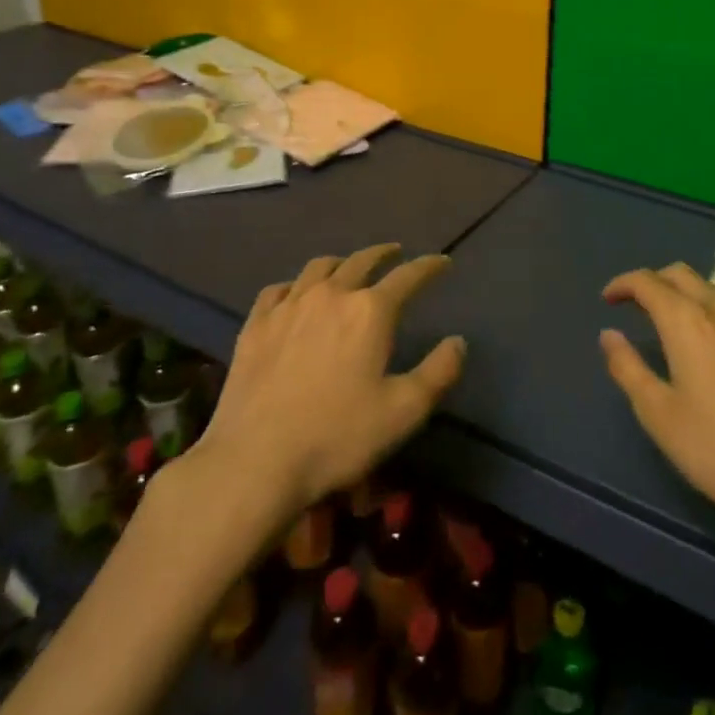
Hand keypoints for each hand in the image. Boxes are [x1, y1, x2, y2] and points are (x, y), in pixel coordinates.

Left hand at [194, 244, 466, 515]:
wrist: (255, 460)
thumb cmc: (338, 436)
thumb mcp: (404, 412)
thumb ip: (439, 372)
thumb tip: (458, 341)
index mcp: (370, 311)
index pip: (408, 276)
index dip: (429, 267)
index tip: (442, 262)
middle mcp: (331, 294)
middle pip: (362, 261)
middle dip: (384, 254)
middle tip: (396, 253)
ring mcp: (289, 306)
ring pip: (319, 267)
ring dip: (341, 262)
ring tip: (349, 267)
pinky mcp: (256, 324)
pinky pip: (278, 289)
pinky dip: (295, 285)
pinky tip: (295, 294)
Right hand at [600, 263, 714, 538]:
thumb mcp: (658, 414)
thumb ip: (628, 368)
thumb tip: (609, 335)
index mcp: (687, 322)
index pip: (647, 282)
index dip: (623, 284)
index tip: (608, 300)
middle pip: (680, 274)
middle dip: (653, 282)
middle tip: (635, 305)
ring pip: (712, 289)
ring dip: (686, 294)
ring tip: (674, 323)